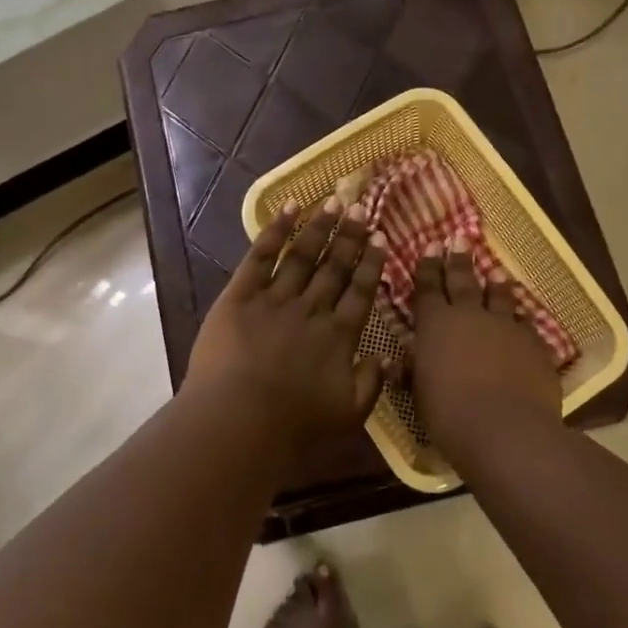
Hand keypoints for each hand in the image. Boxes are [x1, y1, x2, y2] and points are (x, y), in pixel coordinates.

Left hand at [184, 199, 393, 449]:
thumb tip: (388, 357)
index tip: (380, 237)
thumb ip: (372, 383)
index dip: (371, 263)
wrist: (239, 420)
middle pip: (335, 266)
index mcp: (339, 336)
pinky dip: (275, 231)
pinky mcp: (241, 295)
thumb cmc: (295, 425)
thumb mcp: (349, 414)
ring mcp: (276, 298)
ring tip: (334, 202)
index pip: (360, 291)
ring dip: (320, 227)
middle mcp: (312, 309)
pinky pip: (261, 256)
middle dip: (349, 236)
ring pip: (303, 255)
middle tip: (360, 207)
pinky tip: (289, 209)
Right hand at [409, 242, 561, 455]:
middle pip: (463, 281)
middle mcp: (469, 316)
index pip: (427, 288)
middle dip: (458, 260)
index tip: (430, 246)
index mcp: (435, 325)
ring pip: (499, 296)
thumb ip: (412, 372)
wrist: (505, 429)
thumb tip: (398, 363)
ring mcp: (505, 327)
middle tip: (459, 239)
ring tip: (496, 271)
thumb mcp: (419, 394)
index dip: (427, 267)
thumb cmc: (449, 414)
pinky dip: (521, 317)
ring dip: (496, 283)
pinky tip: (523, 316)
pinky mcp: (534, 344)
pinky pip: (526, 323)